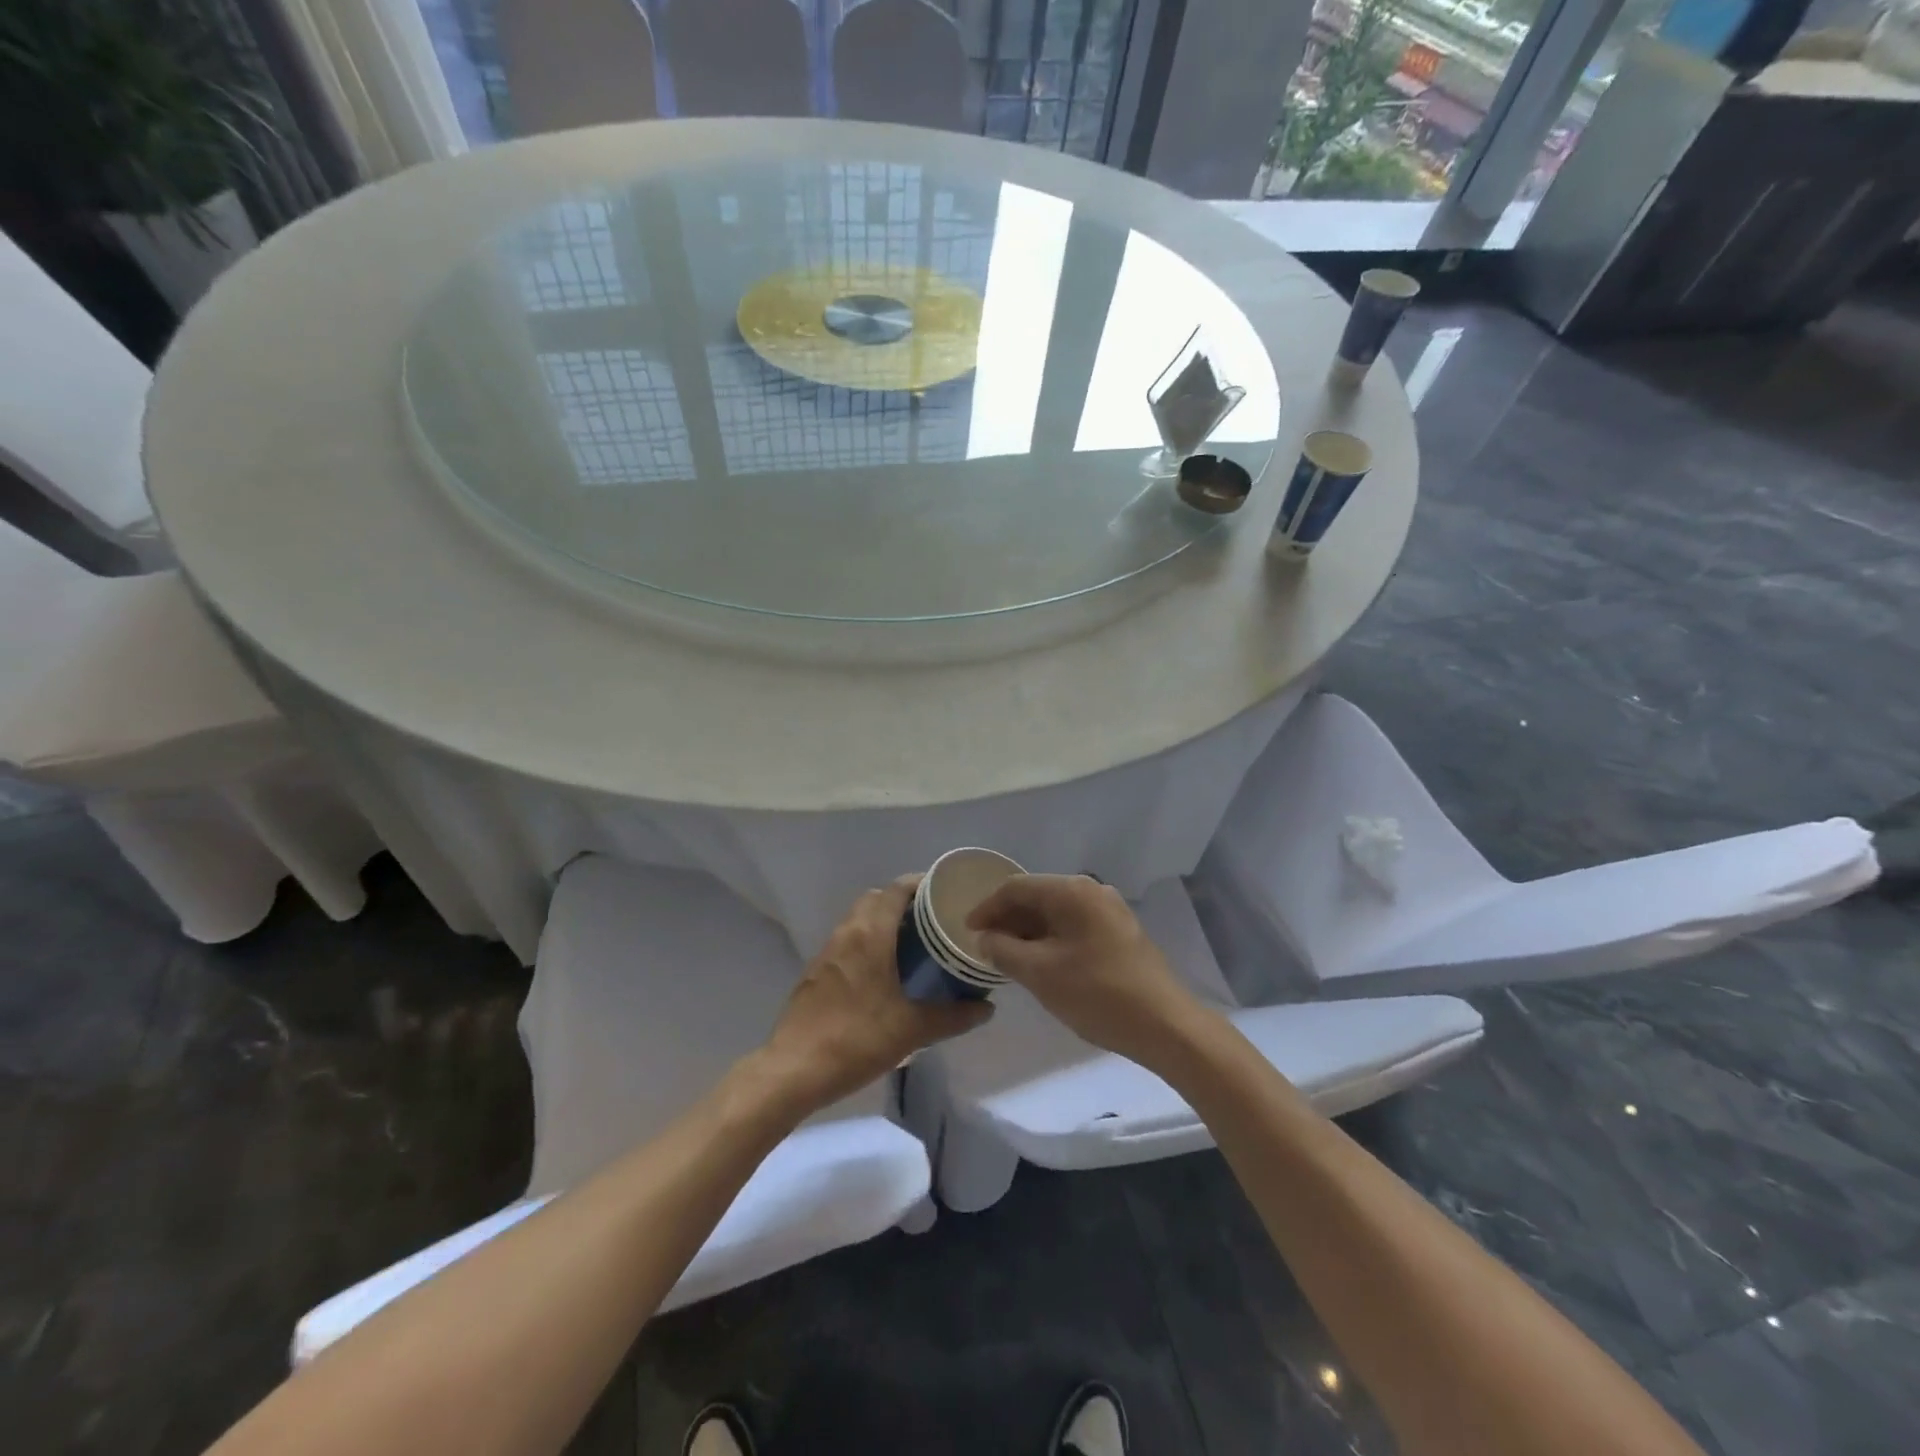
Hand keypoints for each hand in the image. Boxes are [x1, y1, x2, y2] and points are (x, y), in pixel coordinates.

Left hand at [756, 876, 992, 1114]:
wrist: (794, 1070)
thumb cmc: (857, 1039)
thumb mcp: (912, 1030)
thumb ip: (953, 1016)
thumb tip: (987, 1008)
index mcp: (870, 935)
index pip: (896, 890)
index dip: (921, 885)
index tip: (945, 894)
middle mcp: (846, 933)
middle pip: (875, 899)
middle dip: (902, 902)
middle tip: (932, 921)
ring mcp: (826, 952)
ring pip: (857, 920)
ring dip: (882, 922)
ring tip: (912, 944)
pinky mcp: (815, 973)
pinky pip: (846, 942)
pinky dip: (867, 942)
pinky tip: (882, 972)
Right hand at [967, 874, 1207, 1069]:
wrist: (1165, 1025)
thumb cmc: (1097, 993)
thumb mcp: (1040, 973)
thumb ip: (1004, 950)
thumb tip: (986, 938)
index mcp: (1072, 891)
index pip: (1016, 888)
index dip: (987, 908)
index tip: (967, 933)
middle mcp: (1092, 891)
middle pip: (1037, 897)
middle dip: (1007, 920)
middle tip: (985, 947)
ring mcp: (1110, 911)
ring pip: (1056, 913)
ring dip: (1029, 932)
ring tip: (1008, 958)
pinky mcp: (1120, 933)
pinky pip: (1074, 926)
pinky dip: (1051, 940)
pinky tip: (1041, 964)